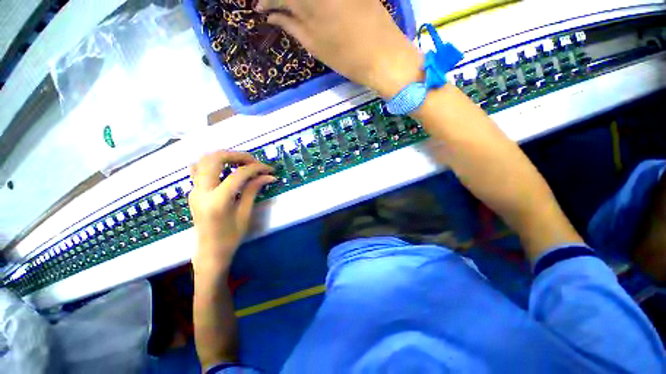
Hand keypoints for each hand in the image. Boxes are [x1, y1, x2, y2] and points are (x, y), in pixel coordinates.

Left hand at [189, 151, 274, 272]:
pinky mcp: (193, 191)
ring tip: (242, 163)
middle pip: (216, 159)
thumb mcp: (245, 213)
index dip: (256, 168)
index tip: (269, 170)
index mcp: (217, 200)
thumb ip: (253, 190)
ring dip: (225, 156)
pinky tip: (225, 168)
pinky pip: (198, 169)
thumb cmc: (230, 237)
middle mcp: (202, 191)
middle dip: (238, 155)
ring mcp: (194, 190)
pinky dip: (212, 163)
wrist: (209, 252)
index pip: (238, 174)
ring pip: (204, 160)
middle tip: (254, 162)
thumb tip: (268, 176)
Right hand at [255, 0, 423, 97]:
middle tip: (273, 5)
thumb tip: (272, 15)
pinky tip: (310, 8)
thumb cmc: (347, 57)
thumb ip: (292, 25)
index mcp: (309, 1)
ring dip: (297, 2)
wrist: (384, 55)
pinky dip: (315, 2)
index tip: (259, 7)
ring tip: (290, 8)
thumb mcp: (315, 45)